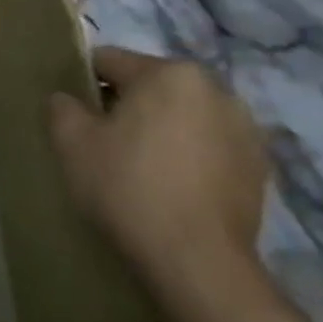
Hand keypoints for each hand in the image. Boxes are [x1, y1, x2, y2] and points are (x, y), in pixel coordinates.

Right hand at [48, 47, 267, 300]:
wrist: (196, 260)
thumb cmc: (127, 187)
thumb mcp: (71, 143)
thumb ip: (61, 107)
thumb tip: (66, 98)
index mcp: (169, 73)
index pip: (109, 61)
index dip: (82, 84)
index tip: (72, 116)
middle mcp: (215, 89)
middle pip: (150, 87)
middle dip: (125, 107)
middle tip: (101, 144)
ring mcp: (245, 128)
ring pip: (182, 116)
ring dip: (159, 130)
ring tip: (139, 169)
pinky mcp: (260, 166)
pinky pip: (209, 146)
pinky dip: (188, 156)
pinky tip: (171, 188)